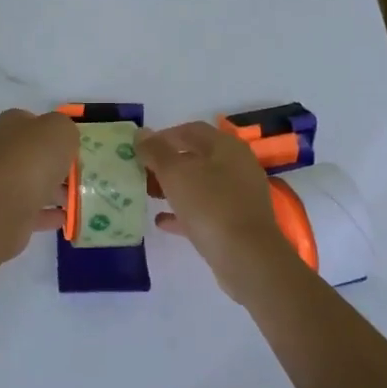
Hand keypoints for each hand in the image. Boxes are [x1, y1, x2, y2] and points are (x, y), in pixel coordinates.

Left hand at [0, 108, 78, 263]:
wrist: (2, 204)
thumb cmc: (33, 158)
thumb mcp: (60, 129)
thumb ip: (65, 129)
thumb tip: (63, 139)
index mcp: (9, 124)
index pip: (32, 122)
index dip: (54, 132)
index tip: (74, 146)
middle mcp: (0, 151)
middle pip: (33, 155)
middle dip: (56, 165)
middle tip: (80, 174)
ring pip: (31, 184)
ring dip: (54, 191)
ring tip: (77, 198)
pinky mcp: (1, 211)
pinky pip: (30, 210)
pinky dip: (47, 214)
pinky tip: (65, 218)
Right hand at [138, 121, 293, 300]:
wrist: (247, 257)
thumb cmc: (210, 206)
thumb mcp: (175, 174)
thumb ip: (156, 151)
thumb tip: (141, 133)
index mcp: (226, 147)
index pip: (190, 130)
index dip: (163, 136)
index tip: (139, 149)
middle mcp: (237, 166)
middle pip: (196, 157)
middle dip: (166, 164)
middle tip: (141, 173)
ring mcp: (239, 196)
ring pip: (200, 185)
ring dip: (173, 188)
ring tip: (148, 194)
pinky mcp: (237, 222)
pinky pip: (205, 211)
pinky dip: (183, 212)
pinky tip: (162, 221)